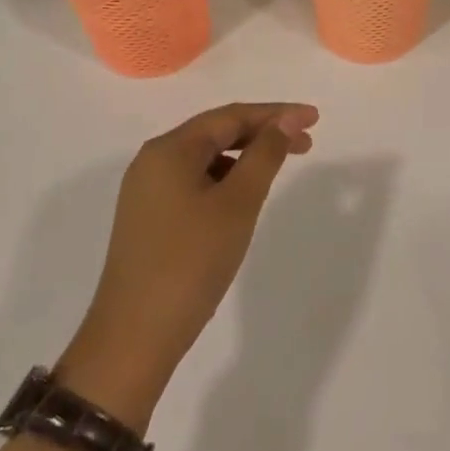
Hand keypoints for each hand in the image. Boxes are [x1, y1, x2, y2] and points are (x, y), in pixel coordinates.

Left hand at [57, 102, 317, 428]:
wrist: (135, 336)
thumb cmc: (191, 261)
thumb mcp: (238, 203)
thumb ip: (265, 155)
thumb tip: (286, 120)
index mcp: (169, 149)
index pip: (231, 116)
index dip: (276, 113)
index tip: (314, 119)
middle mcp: (153, 161)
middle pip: (216, 133)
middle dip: (263, 133)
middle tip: (307, 143)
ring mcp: (147, 191)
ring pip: (206, 159)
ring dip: (245, 157)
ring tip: (280, 168)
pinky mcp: (148, 218)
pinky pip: (194, 182)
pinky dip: (225, 180)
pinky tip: (244, 197)